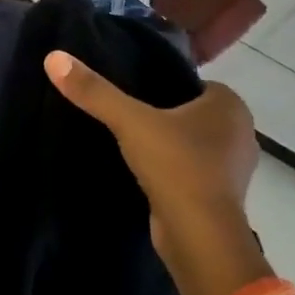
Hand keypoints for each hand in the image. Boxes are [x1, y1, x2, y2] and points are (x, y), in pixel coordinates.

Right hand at [45, 52, 269, 294]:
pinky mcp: (220, 197)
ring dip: (169, 146)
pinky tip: (145, 173)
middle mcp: (240, 133)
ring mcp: (233, 169)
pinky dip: (172, 171)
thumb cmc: (176, 166)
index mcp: (230, 106)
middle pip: (192, 114)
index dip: (164, 87)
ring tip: (130, 144)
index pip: (194, 84)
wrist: (199, 236)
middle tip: (126, 117)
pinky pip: (192, 171)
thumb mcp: (129, 121)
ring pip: (193, 144)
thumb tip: (53, 57)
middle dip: (165, 116)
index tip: (133, 93)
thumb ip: (94, 91)